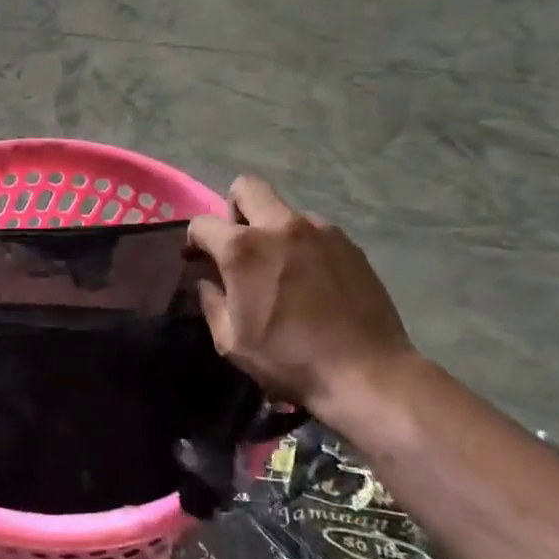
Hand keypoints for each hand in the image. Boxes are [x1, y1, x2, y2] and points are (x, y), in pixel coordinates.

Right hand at [188, 176, 416, 422]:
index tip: (198, 259)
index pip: (202, 223)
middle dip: (233, 209)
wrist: (365, 371)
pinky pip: (314, 230)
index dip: (194, 240)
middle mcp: (280, 226)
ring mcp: (320, 230)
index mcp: (243, 249)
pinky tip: (310, 280)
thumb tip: (209, 282)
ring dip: (272, 229)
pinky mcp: (348, 244)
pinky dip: (302, 245)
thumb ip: (212, 302)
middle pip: (247, 187)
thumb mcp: (231, 341)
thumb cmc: (288, 359)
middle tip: (238, 246)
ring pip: (284, 210)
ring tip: (280, 269)